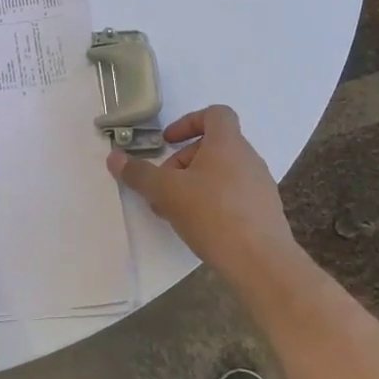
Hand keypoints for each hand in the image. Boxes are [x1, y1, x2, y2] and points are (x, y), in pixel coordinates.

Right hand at [107, 105, 295, 273]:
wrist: (262, 264)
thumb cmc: (213, 215)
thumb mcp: (166, 191)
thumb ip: (139, 173)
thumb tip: (114, 157)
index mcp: (228, 144)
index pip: (215, 114)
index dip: (188, 122)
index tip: (168, 142)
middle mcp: (248, 159)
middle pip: (212, 147)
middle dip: (181, 162)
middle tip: (162, 186)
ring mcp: (260, 186)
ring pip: (221, 173)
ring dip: (193, 184)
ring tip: (174, 210)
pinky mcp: (264, 213)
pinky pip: (233, 195)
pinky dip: (211, 202)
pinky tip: (197, 226)